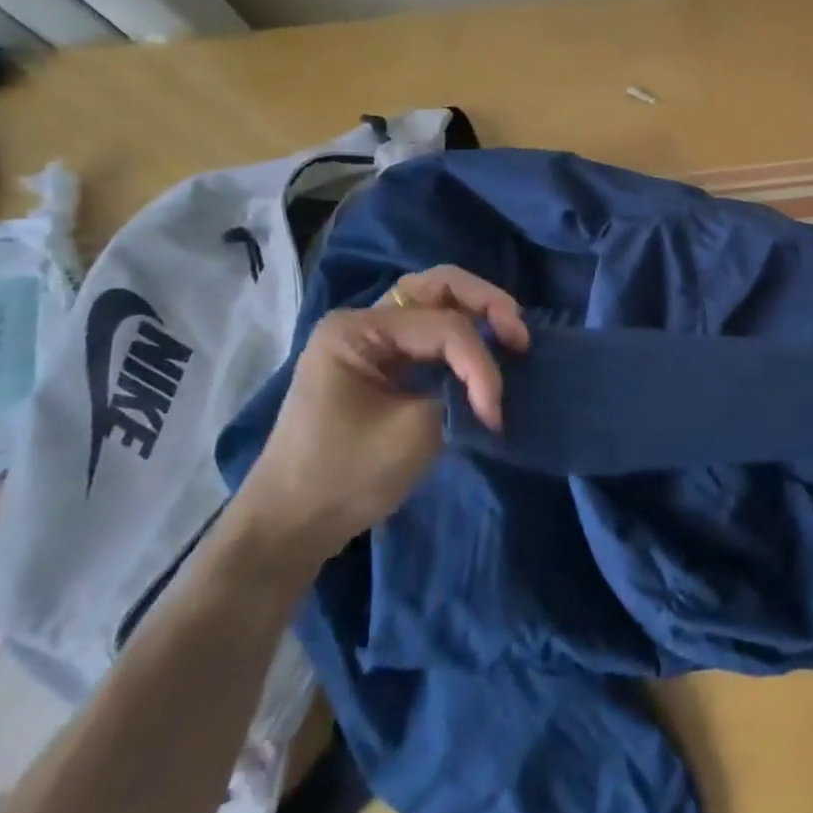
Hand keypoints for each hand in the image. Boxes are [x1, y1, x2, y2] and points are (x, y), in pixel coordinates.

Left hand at [226, 266, 528, 581]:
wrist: (292, 525)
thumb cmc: (344, 477)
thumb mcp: (412, 434)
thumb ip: (460, 395)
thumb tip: (492, 386)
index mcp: (358, 330)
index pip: (444, 327)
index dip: (480, 364)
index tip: (494, 413)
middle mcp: (363, 322)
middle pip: (439, 287)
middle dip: (487, 304)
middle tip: (520, 335)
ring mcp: (371, 341)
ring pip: (437, 302)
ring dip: (478, 314)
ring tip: (511, 339)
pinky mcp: (382, 363)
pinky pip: (431, 332)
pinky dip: (463, 337)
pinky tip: (486, 355)